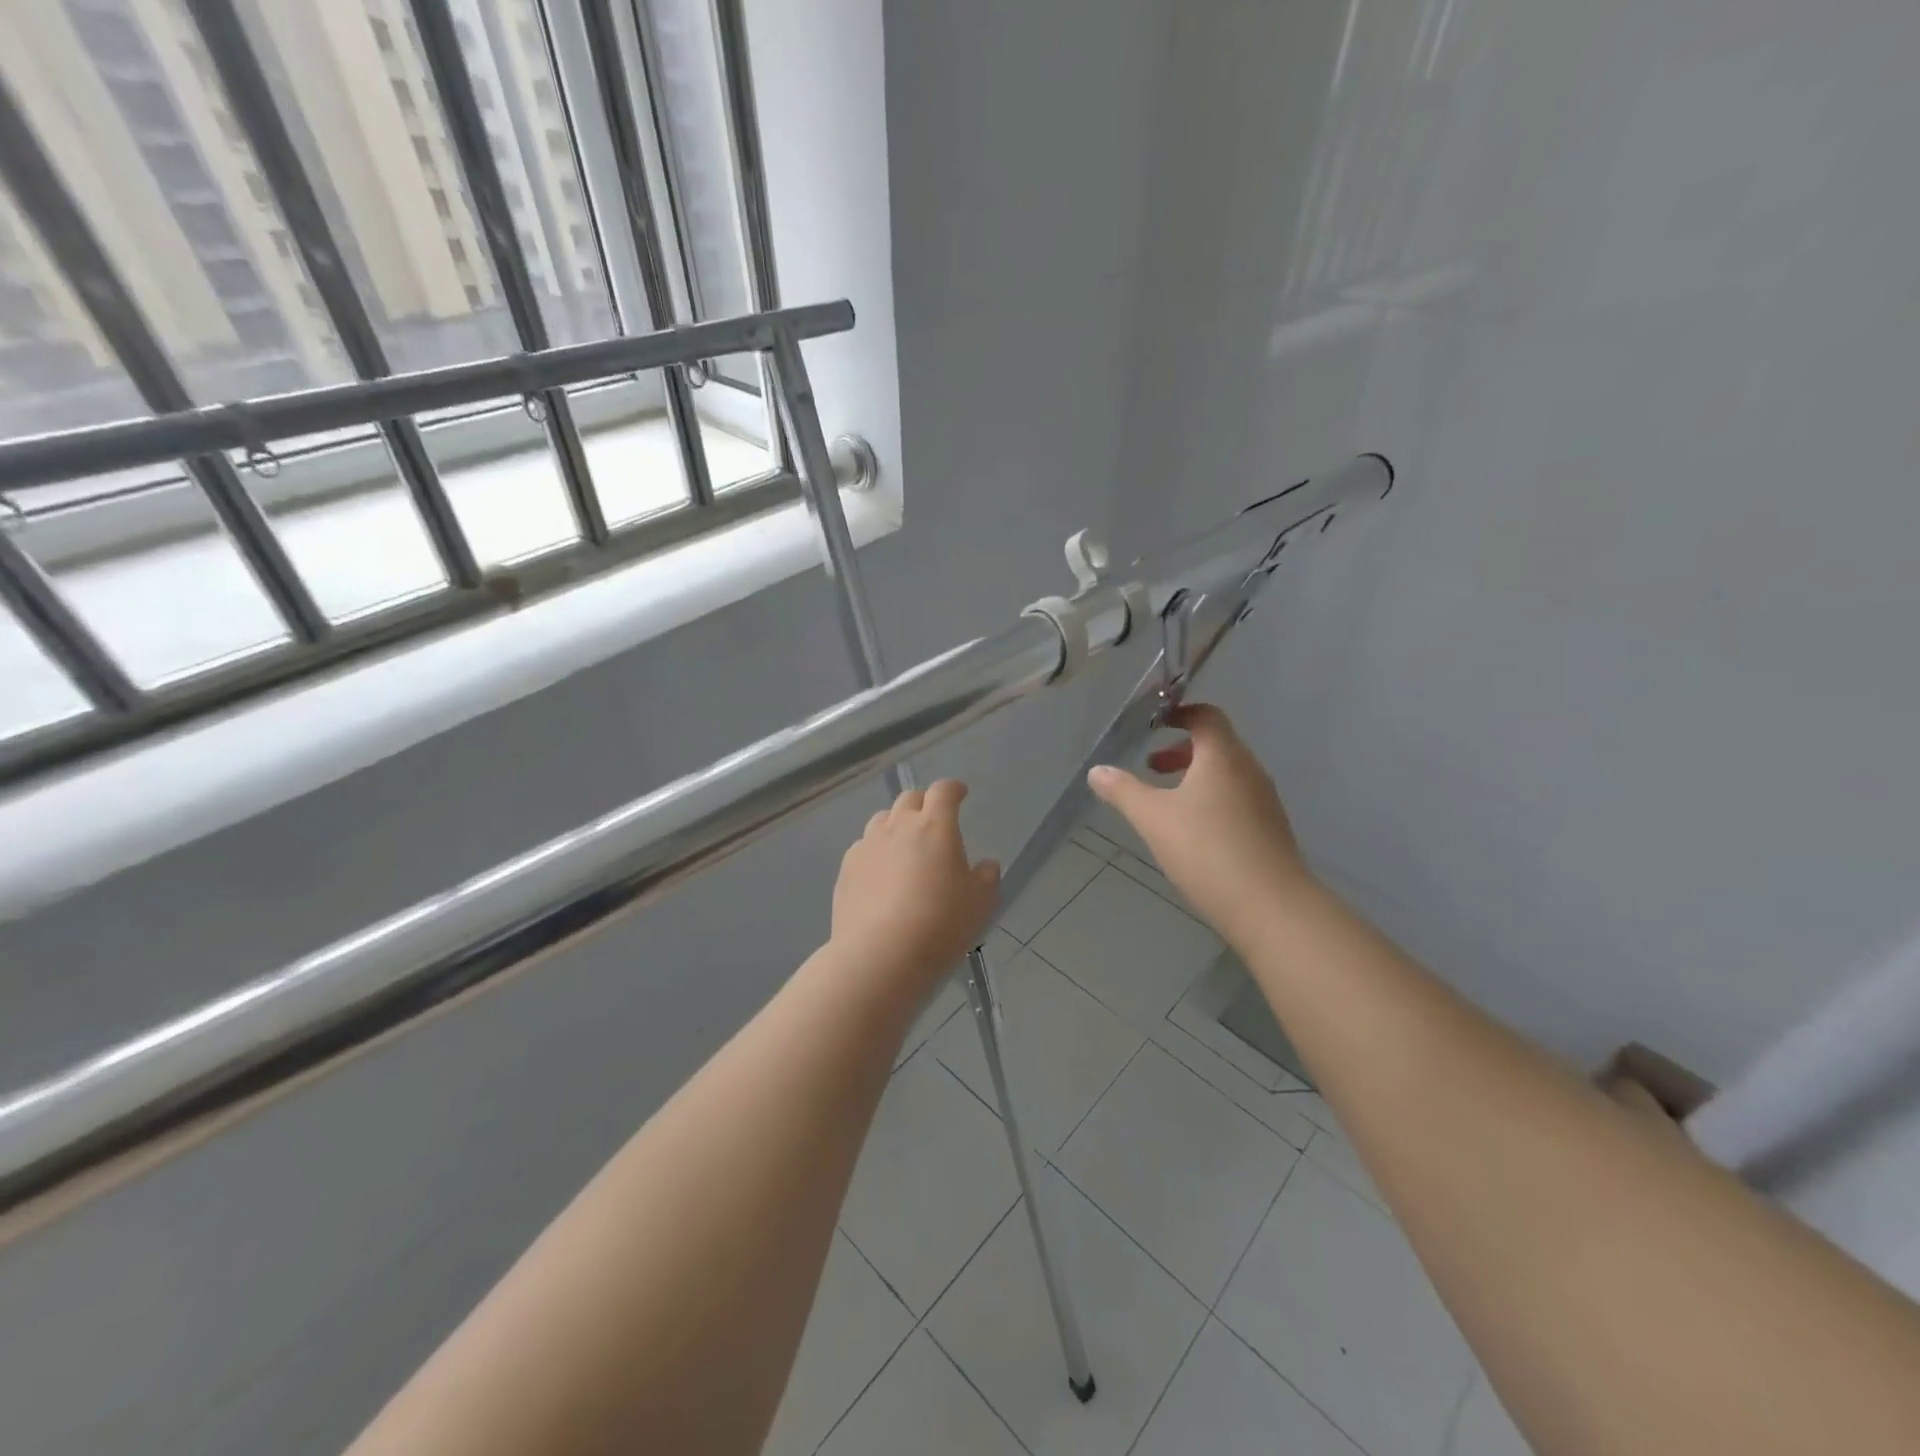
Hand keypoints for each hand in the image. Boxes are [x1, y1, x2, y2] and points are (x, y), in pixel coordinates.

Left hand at [831, 780, 1000, 992]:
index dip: (953, 789)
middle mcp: (898, 827)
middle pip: (909, 799)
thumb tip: (986, 865)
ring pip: (882, 820)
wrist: (880, 956)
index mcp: (935, 826)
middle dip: (924, 803)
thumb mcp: (980, 904)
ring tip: (905, 846)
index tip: (960, 794)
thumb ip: (987, 878)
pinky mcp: (846, 869)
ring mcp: (867, 846)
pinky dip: (875, 851)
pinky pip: (863, 847)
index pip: (944, 791)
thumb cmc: (940, 925)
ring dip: (896, 824)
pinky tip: (880, 874)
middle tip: (933, 821)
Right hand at [1088, 704, 1312, 945]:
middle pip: (1217, 745)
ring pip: (1227, 774)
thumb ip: (1123, 791)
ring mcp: (1264, 801)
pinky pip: (1237, 800)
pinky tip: (1193, 833)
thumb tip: (1097, 771)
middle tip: (1151, 767)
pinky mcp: (1270, 829)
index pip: (1207, 716)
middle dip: (1181, 751)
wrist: (1271, 906)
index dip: (1180, 714)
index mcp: (1224, 756)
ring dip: (1196, 777)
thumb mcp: (1153, 818)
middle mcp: (1249, 770)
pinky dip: (1212, 800)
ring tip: (1166, 803)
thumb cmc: (1207, 850)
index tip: (1154, 724)